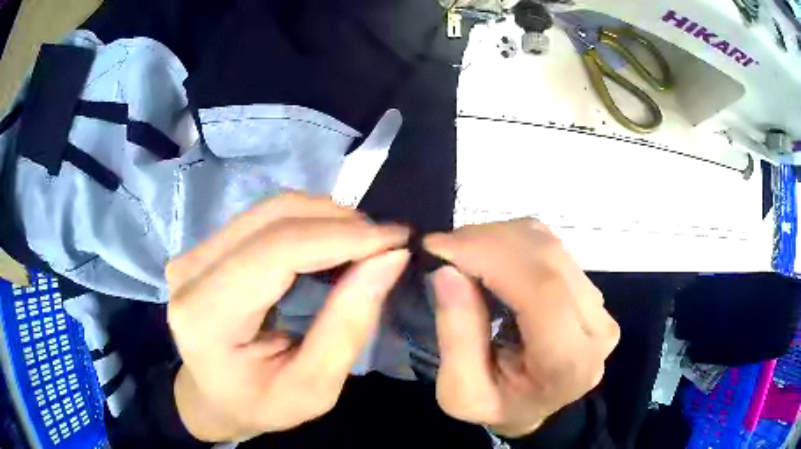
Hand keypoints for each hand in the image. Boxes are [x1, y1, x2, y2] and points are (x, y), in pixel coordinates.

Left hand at [166, 193, 409, 441]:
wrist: (212, 397)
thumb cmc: (260, 404)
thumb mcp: (314, 387)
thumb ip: (348, 324)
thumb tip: (390, 257)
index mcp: (207, 317)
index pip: (279, 251)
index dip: (343, 237)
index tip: (397, 238)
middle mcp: (190, 272)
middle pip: (275, 218)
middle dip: (340, 222)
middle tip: (386, 243)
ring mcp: (193, 253)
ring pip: (271, 210)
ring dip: (326, 219)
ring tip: (364, 244)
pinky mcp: (203, 247)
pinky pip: (262, 219)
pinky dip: (306, 224)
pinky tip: (331, 244)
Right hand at [425, 219, 619, 437]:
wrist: (535, 408)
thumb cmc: (498, 405)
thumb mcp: (461, 393)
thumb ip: (456, 337)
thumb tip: (447, 272)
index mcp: (569, 363)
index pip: (541, 291)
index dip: (491, 256)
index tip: (440, 245)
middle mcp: (596, 328)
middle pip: (548, 259)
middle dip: (489, 240)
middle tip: (445, 245)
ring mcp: (600, 305)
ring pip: (550, 246)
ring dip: (500, 238)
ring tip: (464, 253)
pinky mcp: (593, 290)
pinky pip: (553, 249)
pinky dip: (515, 242)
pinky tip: (491, 257)